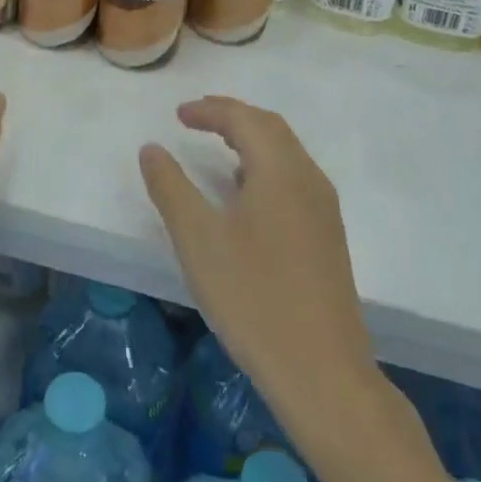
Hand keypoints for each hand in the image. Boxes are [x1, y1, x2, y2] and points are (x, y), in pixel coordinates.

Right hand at [140, 97, 449, 481]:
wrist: (322, 371)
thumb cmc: (252, 296)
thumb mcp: (197, 238)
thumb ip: (170, 187)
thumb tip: (152, 148)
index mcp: (280, 170)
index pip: (244, 119)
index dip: (209, 110)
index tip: (178, 114)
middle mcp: (309, 178)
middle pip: (270, 128)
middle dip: (233, 116)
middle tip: (197, 117)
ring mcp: (324, 209)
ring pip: (286, 153)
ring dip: (251, 140)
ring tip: (218, 147)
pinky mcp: (328, 237)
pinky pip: (294, 179)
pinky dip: (265, 166)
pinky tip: (246, 195)